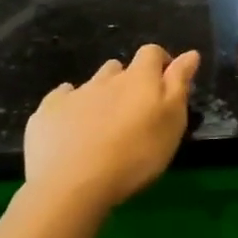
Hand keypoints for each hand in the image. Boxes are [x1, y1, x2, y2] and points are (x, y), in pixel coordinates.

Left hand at [23, 44, 200, 209]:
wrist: (72, 184)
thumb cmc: (135, 155)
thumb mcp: (172, 122)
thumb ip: (180, 84)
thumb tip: (190, 53)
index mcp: (140, 79)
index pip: (152, 53)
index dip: (161, 62)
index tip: (166, 81)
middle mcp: (106, 79)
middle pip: (119, 68)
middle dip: (128, 81)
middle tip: (133, 111)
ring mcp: (73, 94)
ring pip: (91, 84)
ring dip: (100, 94)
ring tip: (103, 122)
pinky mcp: (46, 113)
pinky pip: (60, 99)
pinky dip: (69, 106)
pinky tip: (71, 126)